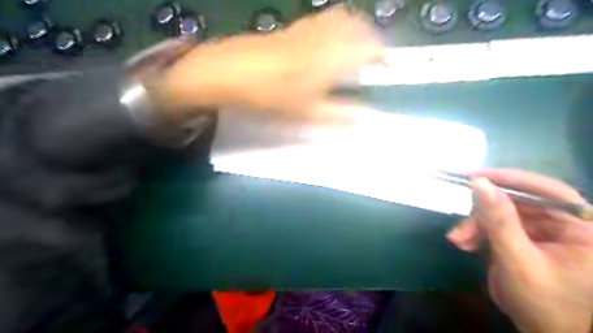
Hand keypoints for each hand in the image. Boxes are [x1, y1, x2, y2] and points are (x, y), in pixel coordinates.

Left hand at [155, 5, 382, 125]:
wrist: (232, 72)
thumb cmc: (272, 95)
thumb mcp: (307, 113)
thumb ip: (339, 115)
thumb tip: (364, 117)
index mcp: (333, 57)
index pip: (370, 47)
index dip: (383, 56)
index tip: (386, 67)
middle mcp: (325, 36)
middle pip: (358, 25)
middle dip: (371, 39)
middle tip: (372, 58)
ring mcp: (307, 28)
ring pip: (340, 18)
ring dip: (354, 30)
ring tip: (353, 50)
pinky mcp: (293, 28)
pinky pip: (322, 20)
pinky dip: (334, 28)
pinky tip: (326, 44)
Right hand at [447, 169, 592, 332]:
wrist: (543, 332)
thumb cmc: (543, 302)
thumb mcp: (517, 260)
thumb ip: (499, 220)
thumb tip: (479, 183)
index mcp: (583, 228)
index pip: (549, 191)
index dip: (511, 180)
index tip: (475, 177)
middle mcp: (564, 224)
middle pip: (517, 203)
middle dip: (483, 214)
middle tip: (461, 228)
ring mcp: (542, 230)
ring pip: (500, 213)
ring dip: (475, 225)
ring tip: (458, 241)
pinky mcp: (523, 237)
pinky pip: (496, 225)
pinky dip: (477, 232)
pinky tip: (464, 244)